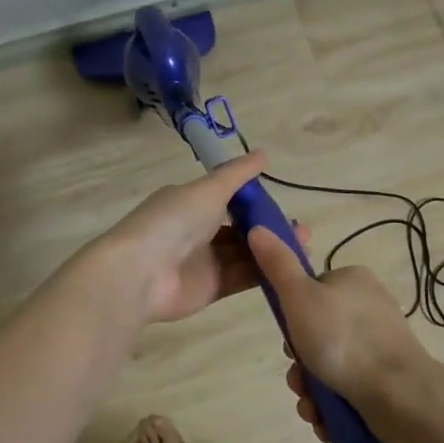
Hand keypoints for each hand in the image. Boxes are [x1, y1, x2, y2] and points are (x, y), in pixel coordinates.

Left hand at [93, 151, 310, 324]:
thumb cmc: (173, 222)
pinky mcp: (211, 288)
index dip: (258, 203)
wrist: (140, 273)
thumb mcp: (208, 190)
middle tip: (302, 231)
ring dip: (272, 250)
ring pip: (246, 254)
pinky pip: (242, 278)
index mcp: (191, 203)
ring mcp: (204, 261)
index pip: (230, 199)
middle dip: (270, 229)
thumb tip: (264, 154)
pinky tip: (289, 268)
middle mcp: (197, 231)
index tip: (285, 205)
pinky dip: (264, 272)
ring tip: (303, 247)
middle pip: (241, 229)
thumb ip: (237, 175)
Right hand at [245, 227, 432, 439]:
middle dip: (300, 365)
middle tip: (300, 378)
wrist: (398, 394)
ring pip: (326, 368)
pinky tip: (326, 419)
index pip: (309, 293)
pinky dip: (330, 407)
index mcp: (353, 282)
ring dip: (310, 391)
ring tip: (313, 406)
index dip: (291, 319)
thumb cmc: (344, 339)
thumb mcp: (300, 296)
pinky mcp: (384, 380)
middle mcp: (368, 310)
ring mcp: (378, 347)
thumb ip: (277, 265)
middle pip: (314, 336)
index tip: (289, 338)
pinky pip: (344, 391)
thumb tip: (258, 228)